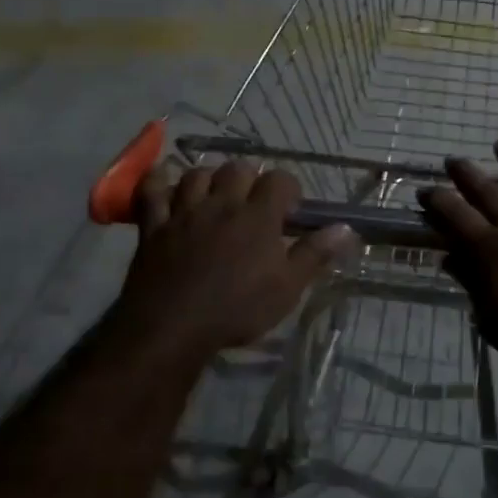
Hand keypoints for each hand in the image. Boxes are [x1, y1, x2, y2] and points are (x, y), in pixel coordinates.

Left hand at [111, 160, 352, 359]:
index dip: (289, 189)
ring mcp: (184, 212)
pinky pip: (152, 192)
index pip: (279, 180)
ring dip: (208, 179)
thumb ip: (315, 254)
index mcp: (258, 216)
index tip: (291, 210)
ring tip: (215, 195)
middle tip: (253, 203)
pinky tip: (163, 176)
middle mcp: (222, 204)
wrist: (172, 328)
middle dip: (249, 179)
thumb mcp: (288, 288)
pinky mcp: (154, 226)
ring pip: (196, 174)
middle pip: (237, 169)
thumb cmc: (237, 309)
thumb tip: (346, 228)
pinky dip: (158, 181)